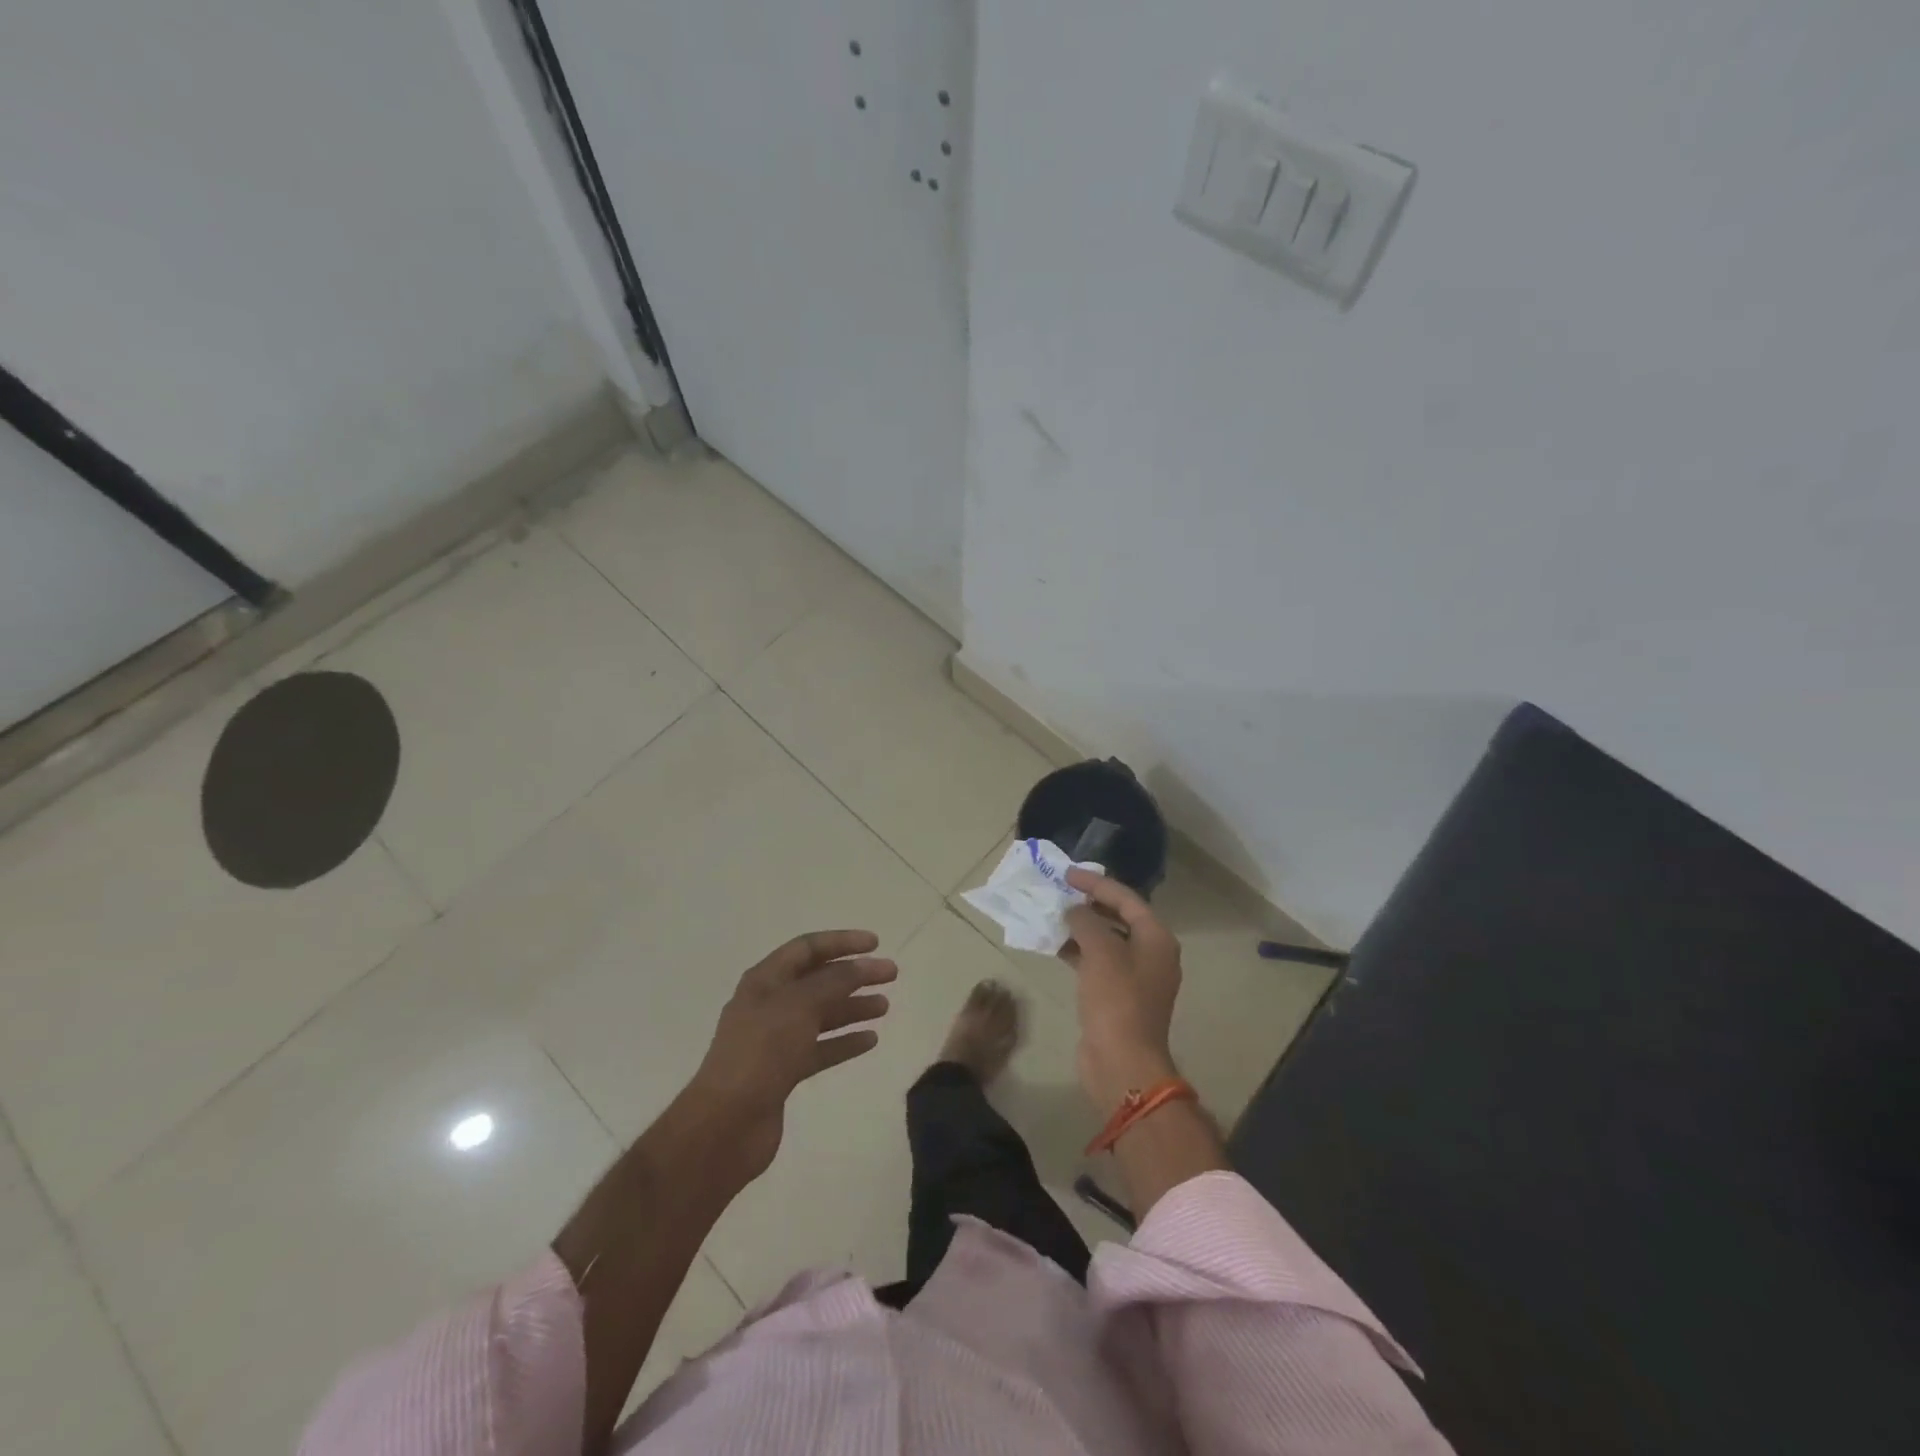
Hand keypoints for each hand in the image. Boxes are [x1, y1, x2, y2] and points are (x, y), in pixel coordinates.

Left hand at [685, 930, 895, 1181]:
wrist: (725, 1125)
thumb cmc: (761, 1053)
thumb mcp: (800, 1006)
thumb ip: (835, 981)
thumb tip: (863, 964)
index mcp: (765, 980)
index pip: (807, 948)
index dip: (842, 942)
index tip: (876, 944)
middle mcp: (769, 1005)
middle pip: (818, 981)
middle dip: (854, 975)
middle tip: (891, 975)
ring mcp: (775, 1040)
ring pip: (821, 1015)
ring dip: (852, 1007)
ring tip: (885, 1006)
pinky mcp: (783, 1072)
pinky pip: (820, 1048)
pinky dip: (844, 1042)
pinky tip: (870, 1040)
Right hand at [1062, 870, 1183, 1112]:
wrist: (1122, 1062)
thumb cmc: (1116, 1000)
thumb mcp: (1100, 952)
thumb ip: (1086, 922)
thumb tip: (1074, 911)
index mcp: (1156, 939)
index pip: (1126, 899)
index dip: (1097, 884)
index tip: (1068, 874)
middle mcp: (1151, 954)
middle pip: (1119, 918)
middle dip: (1090, 904)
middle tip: (1060, 893)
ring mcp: (1135, 977)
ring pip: (1107, 941)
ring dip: (1082, 928)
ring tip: (1053, 916)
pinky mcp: (1117, 996)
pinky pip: (1098, 963)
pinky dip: (1079, 951)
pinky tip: (1055, 946)